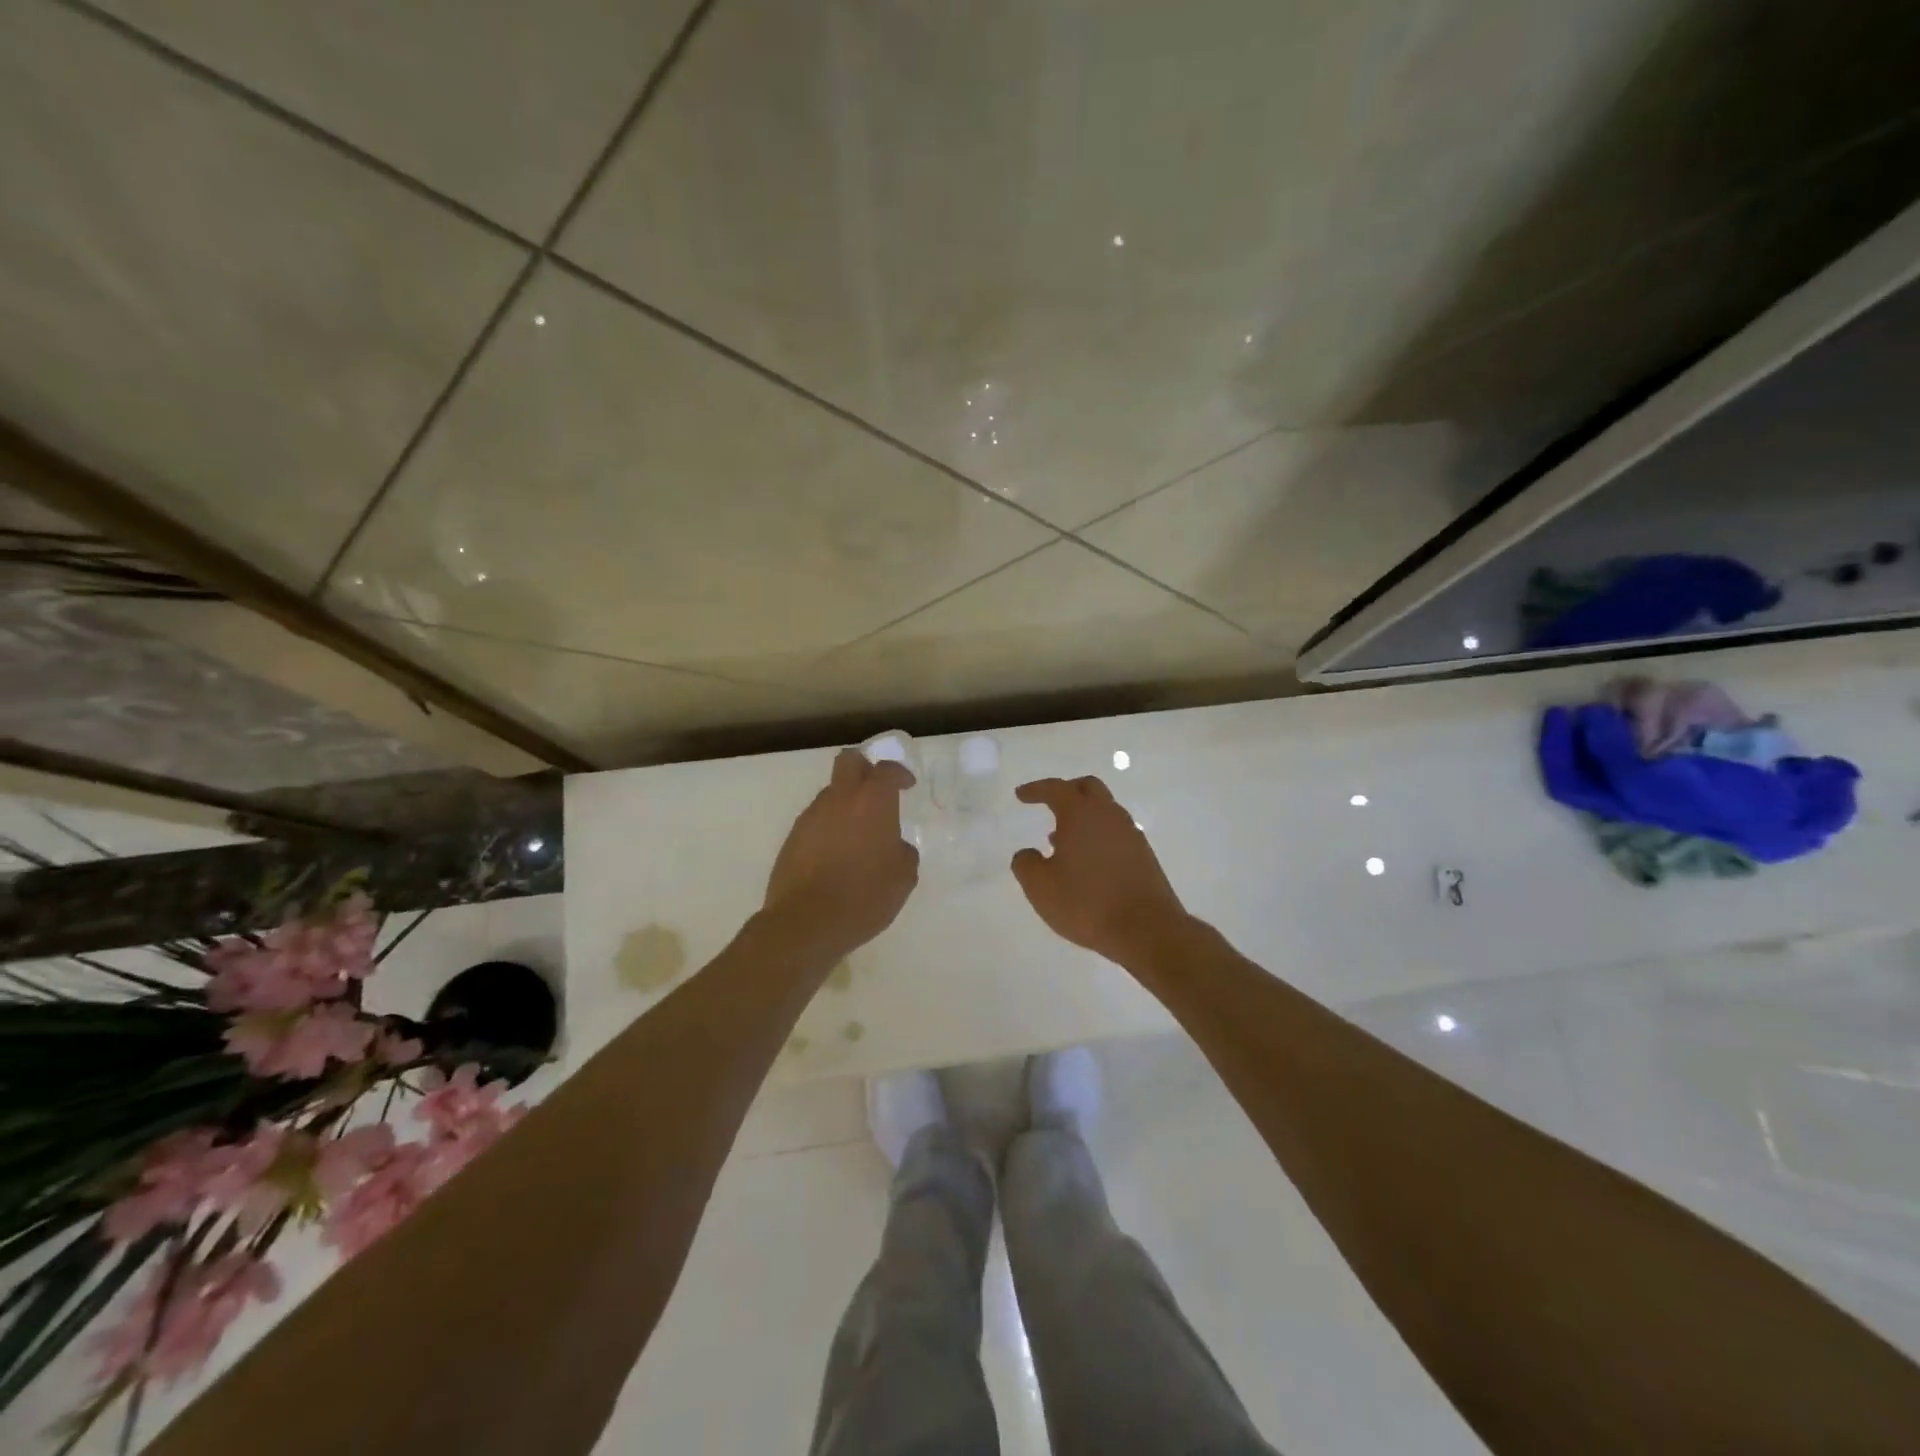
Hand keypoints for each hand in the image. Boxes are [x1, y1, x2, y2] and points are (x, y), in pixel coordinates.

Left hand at [762, 748, 919, 964]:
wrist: (806, 922)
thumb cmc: (864, 896)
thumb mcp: (903, 878)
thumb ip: (904, 853)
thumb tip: (895, 846)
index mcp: (872, 802)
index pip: (886, 770)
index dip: (899, 773)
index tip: (907, 785)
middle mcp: (839, 800)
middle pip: (849, 762)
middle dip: (865, 768)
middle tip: (877, 789)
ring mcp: (811, 817)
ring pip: (831, 794)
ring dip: (846, 804)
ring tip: (858, 834)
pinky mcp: (792, 838)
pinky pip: (817, 821)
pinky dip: (830, 828)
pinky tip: (837, 855)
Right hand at [1011, 776, 1189, 965]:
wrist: (1146, 929)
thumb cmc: (1087, 903)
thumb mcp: (1040, 887)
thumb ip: (1025, 864)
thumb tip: (1027, 853)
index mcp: (1080, 814)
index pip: (1056, 789)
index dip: (1036, 789)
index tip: (1021, 795)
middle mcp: (1108, 815)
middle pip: (1088, 788)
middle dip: (1066, 790)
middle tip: (1049, 802)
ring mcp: (1131, 834)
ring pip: (1105, 811)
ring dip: (1083, 816)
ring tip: (1061, 838)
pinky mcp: (1144, 855)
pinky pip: (1116, 832)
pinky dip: (1098, 835)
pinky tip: (1087, 860)